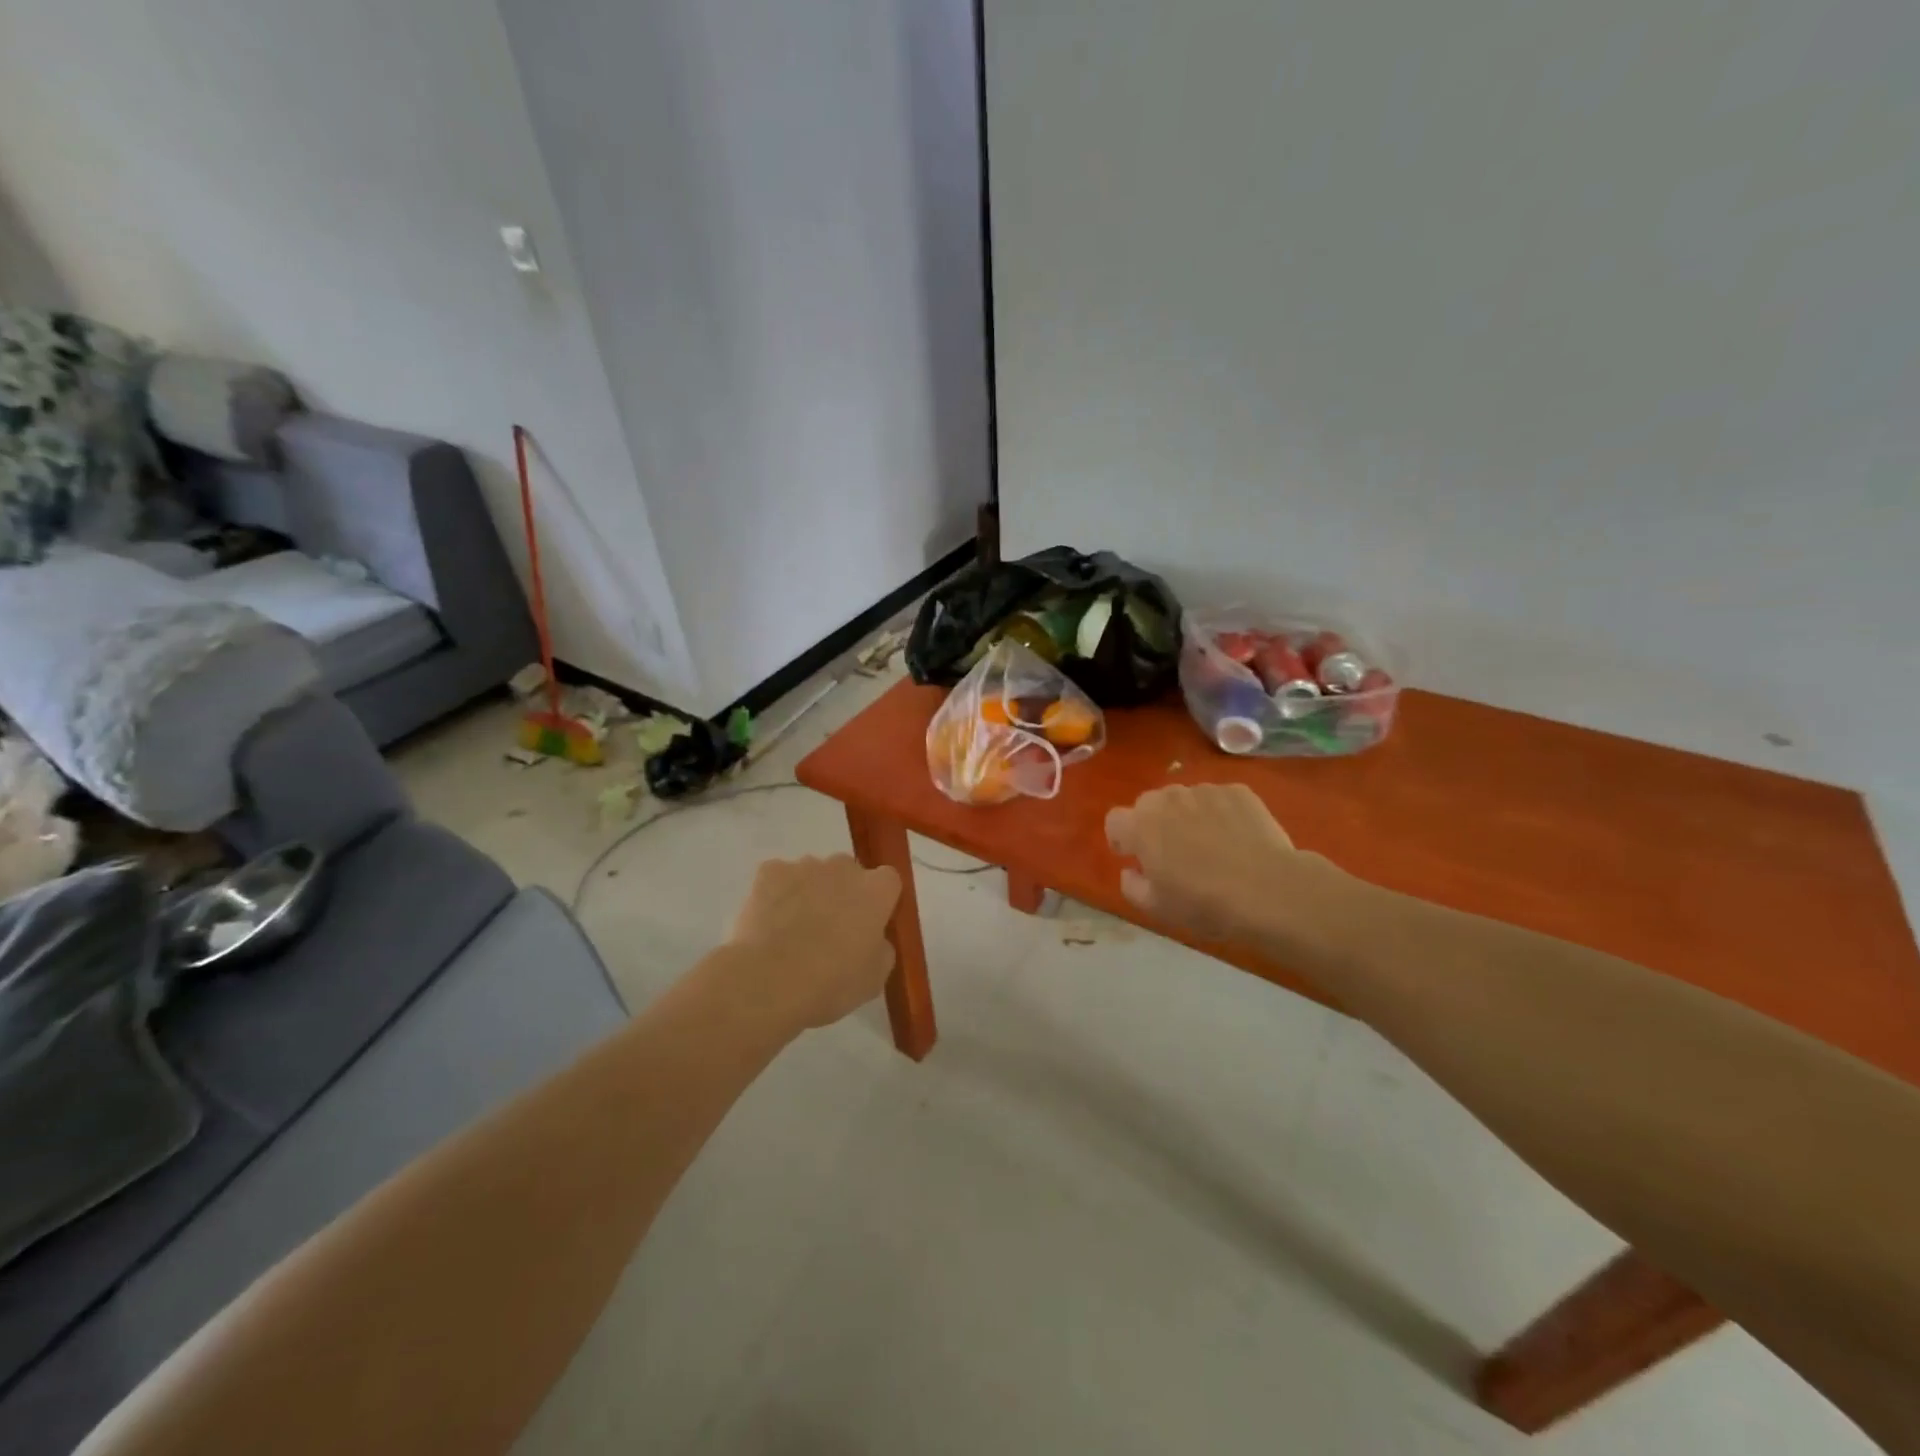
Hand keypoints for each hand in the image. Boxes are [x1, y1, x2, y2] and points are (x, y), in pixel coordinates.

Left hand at [724, 855, 901, 1031]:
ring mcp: (804, 866)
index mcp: (876, 890)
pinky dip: (776, 894)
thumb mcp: (875, 977)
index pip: (887, 881)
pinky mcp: (770, 872)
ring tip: (793, 932)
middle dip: (842, 894)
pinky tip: (769, 923)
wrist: (770, 982)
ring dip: (809, 893)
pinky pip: (778, 878)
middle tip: (830, 930)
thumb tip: (872, 938)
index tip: (868, 925)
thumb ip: (881, 947)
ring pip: (812, 874)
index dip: (877, 902)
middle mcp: (843, 868)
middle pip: (848, 873)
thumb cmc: (832, 983)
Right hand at [1105, 784, 1344, 957]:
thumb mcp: (1157, 908)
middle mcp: (1167, 798)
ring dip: (1187, 816)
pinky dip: (1221, 813)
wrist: (1269, 890)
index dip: (1121, 838)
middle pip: (1149, 804)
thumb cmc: (1204, 903)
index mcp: (1140, 826)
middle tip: (1175, 852)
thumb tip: (1131, 870)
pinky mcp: (1238, 791)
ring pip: (1185, 799)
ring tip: (1210, 845)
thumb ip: (1132, 886)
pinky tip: (1237, 839)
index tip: (1135, 857)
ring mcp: (1204, 791)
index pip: (1115, 820)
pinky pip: (1219, 799)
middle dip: (1155, 823)